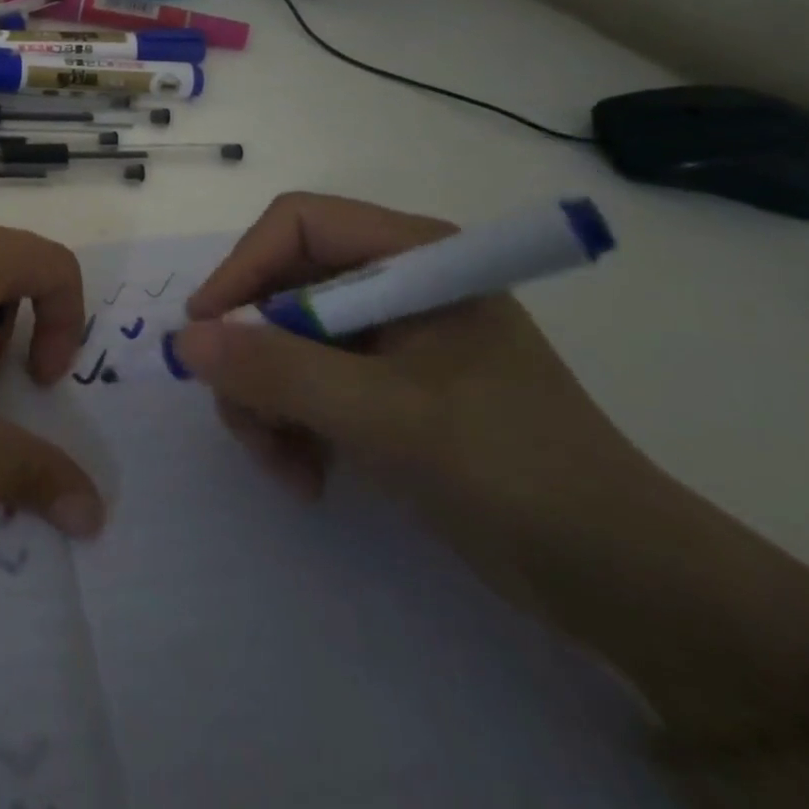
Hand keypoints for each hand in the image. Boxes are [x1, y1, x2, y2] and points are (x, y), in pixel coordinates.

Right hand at [173, 192, 663, 607]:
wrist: (625, 584)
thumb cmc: (515, 471)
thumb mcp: (388, 416)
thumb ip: (280, 371)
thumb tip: (183, 340)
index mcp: (412, 257)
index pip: (296, 224)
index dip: (242, 269)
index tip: (203, 333)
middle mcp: (393, 284)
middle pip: (280, 288)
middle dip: (252, 357)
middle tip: (244, 419)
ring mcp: (386, 339)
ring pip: (281, 342)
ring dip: (265, 402)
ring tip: (282, 465)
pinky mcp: (382, 388)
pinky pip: (303, 384)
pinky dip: (289, 426)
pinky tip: (306, 476)